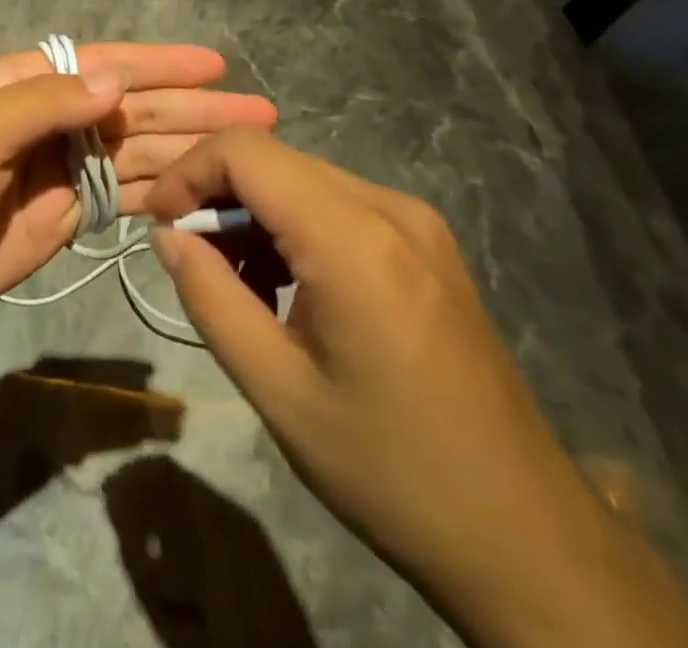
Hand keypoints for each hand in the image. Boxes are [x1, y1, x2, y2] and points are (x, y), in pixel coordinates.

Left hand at [0, 44, 275, 333]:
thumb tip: (116, 81)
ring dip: (187, 148)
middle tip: (259, 113)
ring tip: (247, 152)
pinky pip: (122, 196)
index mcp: (24, 86)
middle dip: (193, 108)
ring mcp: (60, 171)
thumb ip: (43, 105)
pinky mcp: (64, 216)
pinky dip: (160, 192)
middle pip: (132, 109)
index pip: (104, 65)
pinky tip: (201, 191)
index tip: (214, 65)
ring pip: (136, 153)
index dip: (159, 64)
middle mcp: (50, 122)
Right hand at [145, 130, 687, 647]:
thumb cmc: (391, 469)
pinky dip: (292, 228)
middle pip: (272, 160)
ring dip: (254, 216)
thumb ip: (210, 298)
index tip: (161, 225)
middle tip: (193, 262)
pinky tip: (289, 289)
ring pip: (301, 179)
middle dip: (216, 196)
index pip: (244, 151)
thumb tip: (168, 235)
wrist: (527, 537)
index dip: (188, 172)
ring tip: (240, 287)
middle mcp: (389, 207)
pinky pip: (336, 205)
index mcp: (353, 238)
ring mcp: (415, 222)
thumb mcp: (278, 391)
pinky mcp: (426, 244)